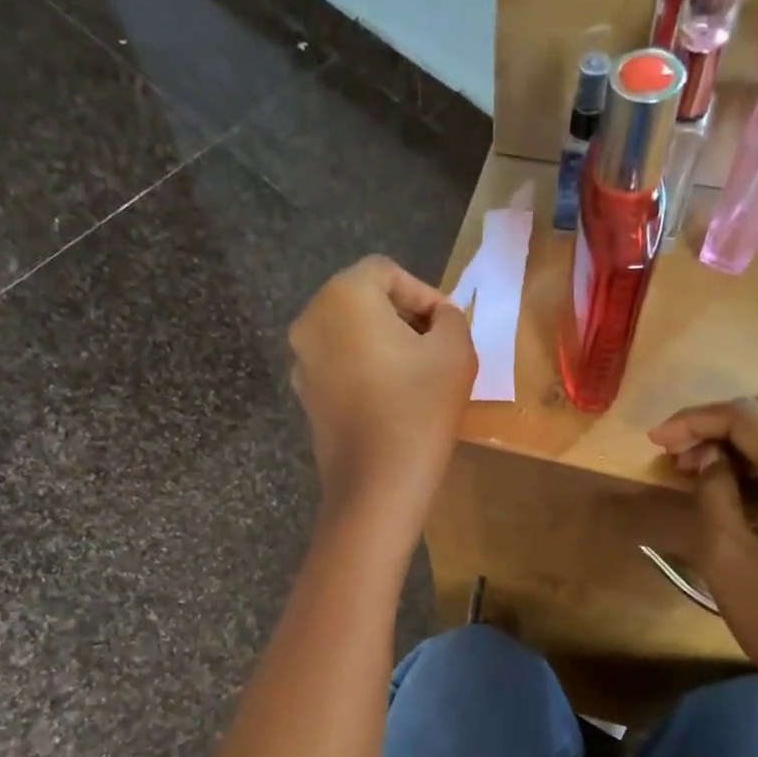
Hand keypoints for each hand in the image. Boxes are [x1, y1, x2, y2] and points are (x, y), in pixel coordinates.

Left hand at [288, 256, 475, 544]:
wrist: (376, 485)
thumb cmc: (419, 409)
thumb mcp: (456, 350)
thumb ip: (451, 317)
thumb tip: (438, 317)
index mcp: (343, 296)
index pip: (387, 271)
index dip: (424, 293)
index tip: (447, 328)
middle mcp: (311, 320)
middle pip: (363, 300)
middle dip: (402, 317)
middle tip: (435, 348)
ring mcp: (301, 361)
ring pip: (349, 334)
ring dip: (383, 344)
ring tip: (416, 376)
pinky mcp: (305, 396)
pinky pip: (339, 366)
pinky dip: (364, 370)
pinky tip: (391, 399)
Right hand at [650, 393, 757, 740]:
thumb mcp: (726, 554)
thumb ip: (713, 491)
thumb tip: (708, 456)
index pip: (749, 416)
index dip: (696, 420)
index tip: (656, 441)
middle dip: (719, 422)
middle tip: (676, 453)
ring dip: (742, 437)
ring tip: (697, 467)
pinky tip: (733, 480)